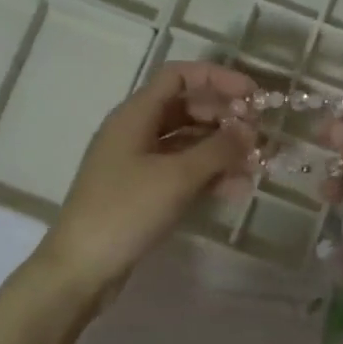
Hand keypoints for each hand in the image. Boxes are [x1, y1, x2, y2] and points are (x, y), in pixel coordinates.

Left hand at [37, 62, 257, 293]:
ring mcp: (138, 163)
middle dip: (225, 118)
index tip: (254, 95)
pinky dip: (208, 175)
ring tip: (256, 167)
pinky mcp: (143, 191)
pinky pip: (182, 171)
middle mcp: (136, 131)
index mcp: (135, 114)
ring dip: (222, 150)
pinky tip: (236, 190)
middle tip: (260, 135)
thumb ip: (218, 149)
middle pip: (187, 108)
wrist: (82, 267)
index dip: (218, 79)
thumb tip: (250, 130)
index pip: (179, 76)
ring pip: (188, 143)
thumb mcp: (177, 177)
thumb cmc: (126, 211)